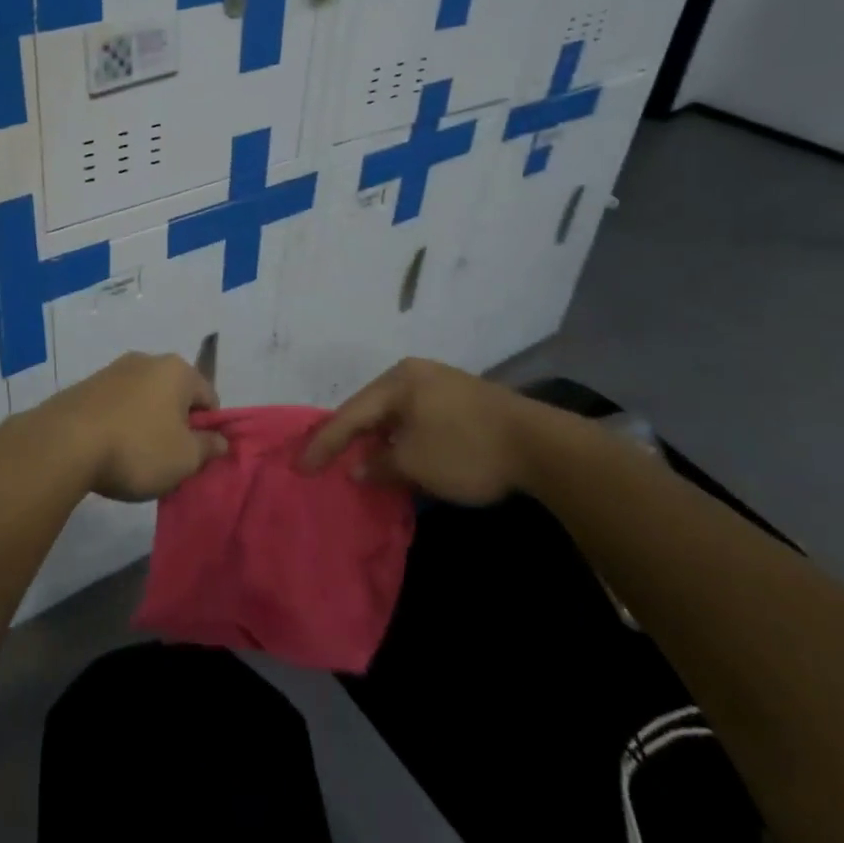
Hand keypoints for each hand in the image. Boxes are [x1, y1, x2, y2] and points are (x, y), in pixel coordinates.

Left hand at [33, 353, 226, 501]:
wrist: (64, 443)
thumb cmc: (137, 448)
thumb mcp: (185, 458)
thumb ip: (209, 447)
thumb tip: (221, 440)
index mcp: (177, 370)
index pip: (209, 397)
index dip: (209, 429)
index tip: (196, 457)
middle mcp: (147, 360)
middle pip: (175, 396)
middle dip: (176, 425)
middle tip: (169, 460)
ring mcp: (113, 370)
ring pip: (144, 400)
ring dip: (147, 425)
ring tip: (136, 459)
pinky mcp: (86, 386)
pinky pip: (117, 406)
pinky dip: (121, 424)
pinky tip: (111, 450)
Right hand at [302, 358, 544, 505]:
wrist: (542, 446)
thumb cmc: (467, 449)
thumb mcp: (415, 463)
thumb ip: (380, 465)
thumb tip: (360, 468)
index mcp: (398, 381)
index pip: (350, 414)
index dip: (324, 443)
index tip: (301, 467)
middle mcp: (416, 374)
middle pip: (372, 409)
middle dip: (351, 438)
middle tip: (328, 461)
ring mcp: (443, 384)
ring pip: (397, 414)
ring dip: (380, 440)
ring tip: (363, 463)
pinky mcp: (464, 400)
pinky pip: (419, 418)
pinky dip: (405, 439)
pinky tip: (403, 456)